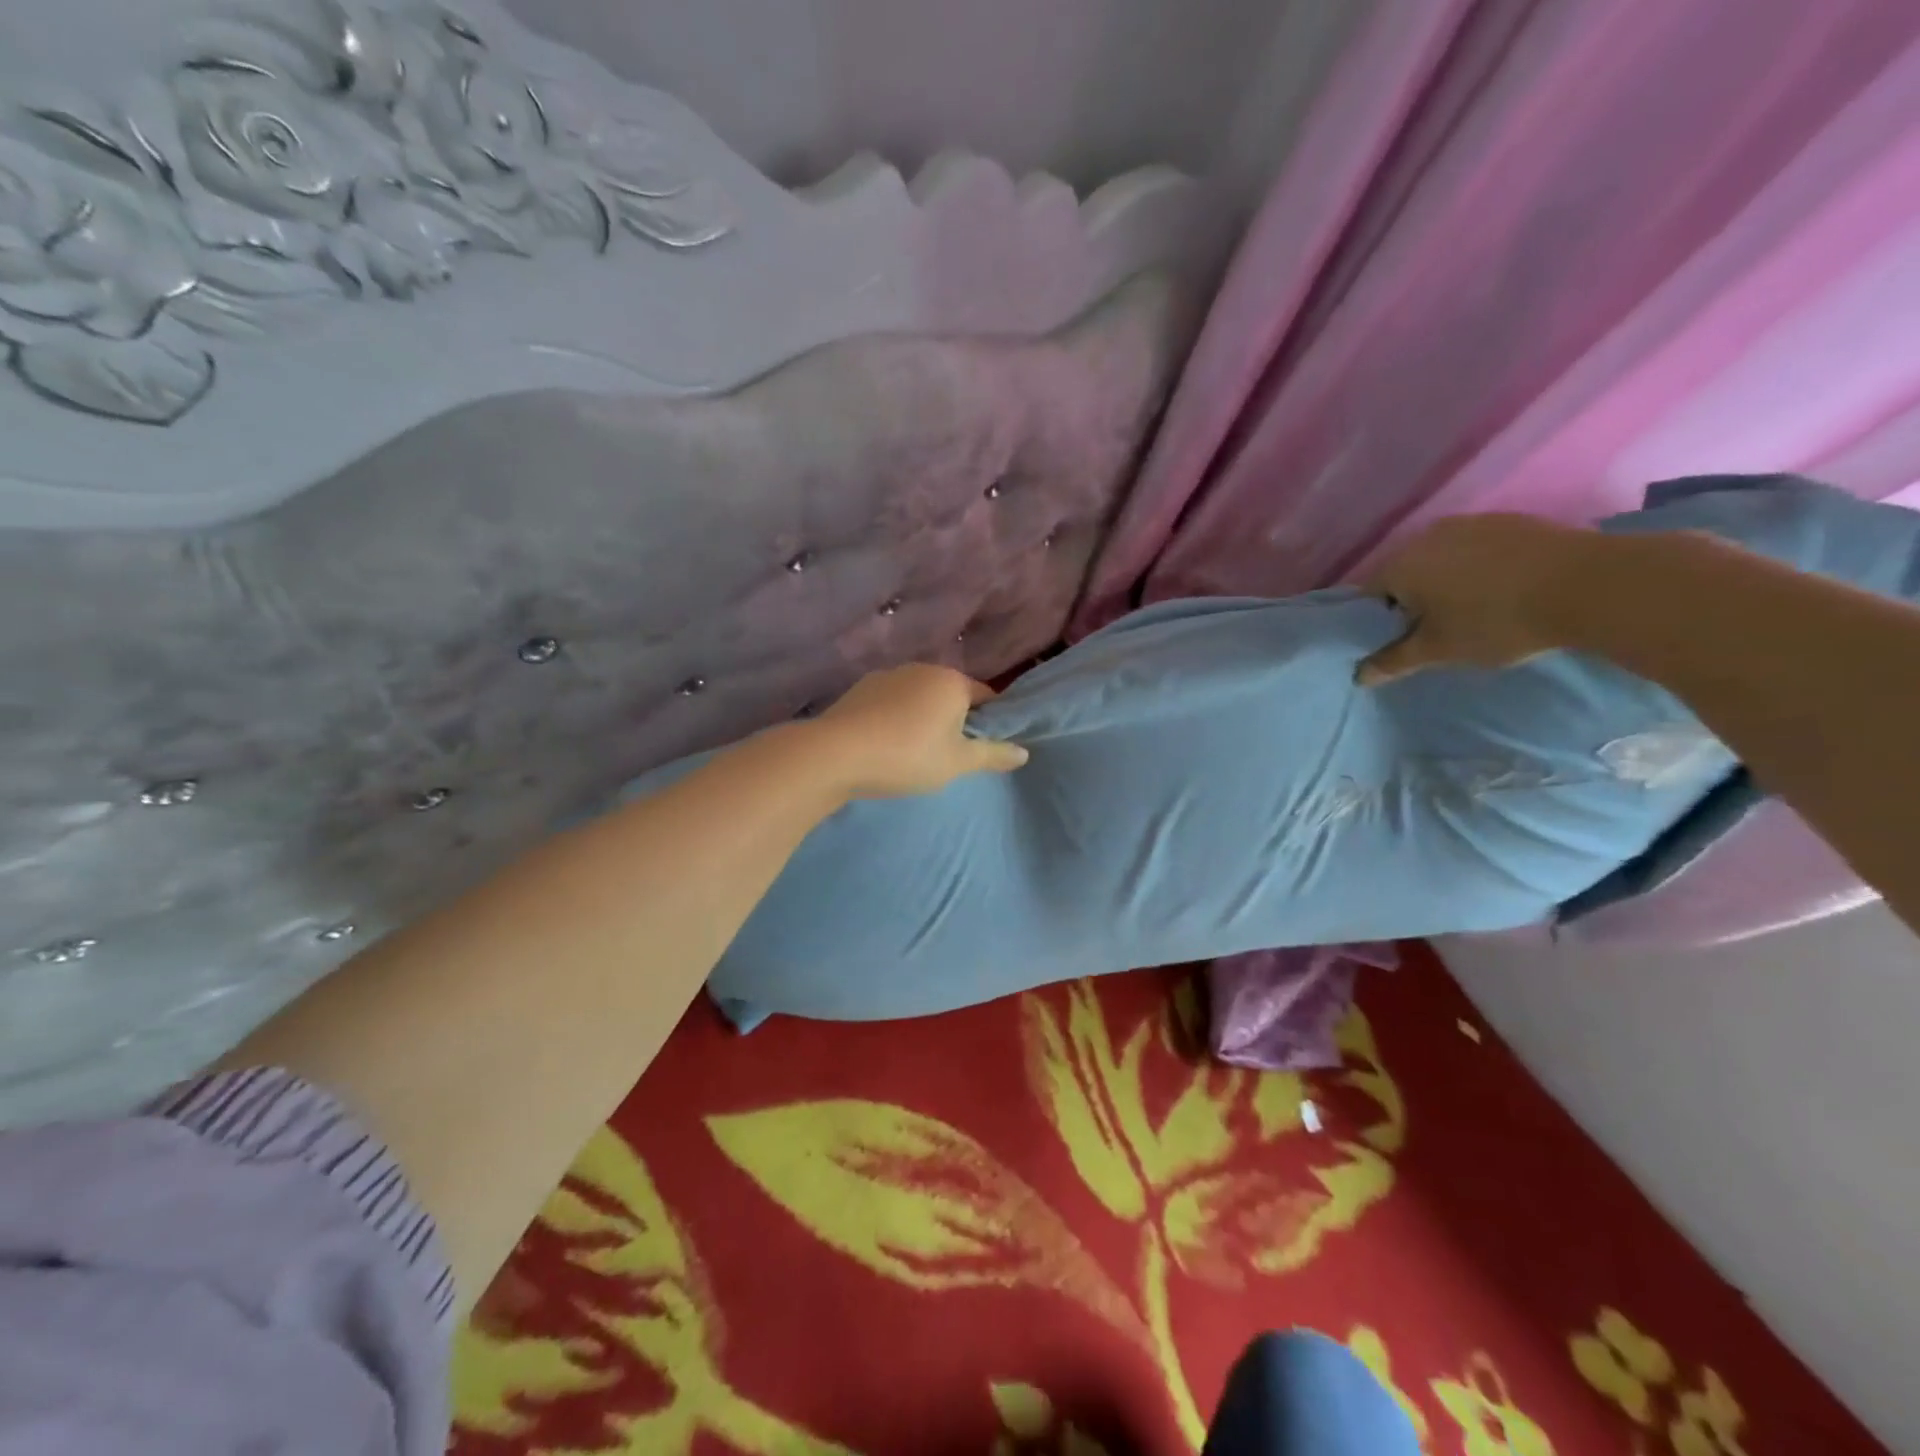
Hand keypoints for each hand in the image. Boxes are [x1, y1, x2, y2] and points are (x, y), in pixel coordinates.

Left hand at [813, 663, 1028, 797]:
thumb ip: (993, 755)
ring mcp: (888, 675)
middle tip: (949, 755)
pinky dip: (894, 718)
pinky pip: (890, 703)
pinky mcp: (860, 688)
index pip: (986, 696)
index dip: (990, 721)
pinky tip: (885, 744)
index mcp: (953, 681)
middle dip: (954, 719)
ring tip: (913, 752)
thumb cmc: (908, 756)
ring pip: (918, 697)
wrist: (836, 754)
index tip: (983, 747)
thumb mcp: (958, 762)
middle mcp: (922, 669)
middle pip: (951, 694)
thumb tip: (1024, 752)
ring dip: (922, 717)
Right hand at [1355, 514, 1597, 684]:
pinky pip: (1475, 548)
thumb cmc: (1496, 622)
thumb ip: (1394, 661)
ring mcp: (1470, 523)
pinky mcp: (1509, 520)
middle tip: (1434, 629)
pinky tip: (1501, 589)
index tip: (1400, 640)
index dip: (1378, 620)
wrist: (1589, 584)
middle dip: (1411, 599)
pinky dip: (1477, 567)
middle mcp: (1426, 536)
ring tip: (1470, 609)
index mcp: (1400, 565)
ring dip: (1445, 581)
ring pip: (1440, 558)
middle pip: (1403, 572)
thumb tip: (1359, 676)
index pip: (1368, 595)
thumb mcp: (1439, 651)